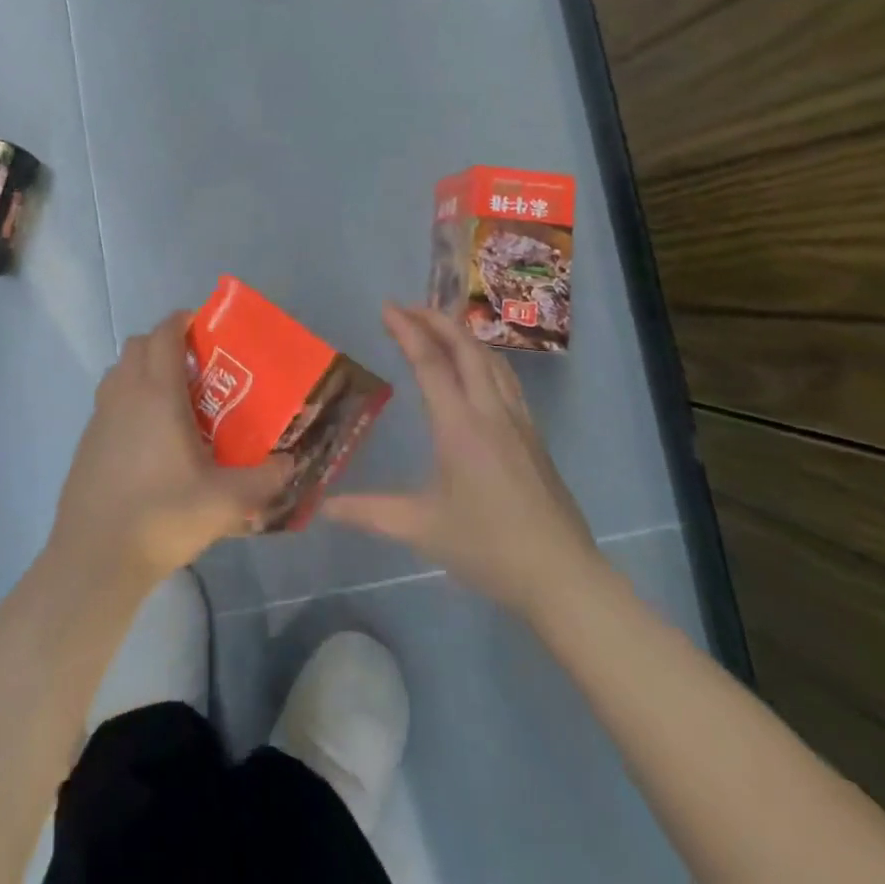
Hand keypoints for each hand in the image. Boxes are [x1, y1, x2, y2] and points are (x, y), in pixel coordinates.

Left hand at [50, 311, 290, 594]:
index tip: (206, 327)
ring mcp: (100, 417)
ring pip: (120, 371)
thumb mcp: (225, 501)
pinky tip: (148, 438)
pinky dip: (128, 399)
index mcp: (157, 393)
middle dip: (164, 343)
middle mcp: (125, 394)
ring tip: (173, 399)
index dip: (183, 320)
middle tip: (196, 367)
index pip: (164, 333)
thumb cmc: (162, 515)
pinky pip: (109, 400)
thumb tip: (290, 464)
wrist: (95, 557)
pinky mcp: (86, 441)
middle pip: (138, 344)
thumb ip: (264, 480)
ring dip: (143, 369)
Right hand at [325, 304, 600, 617]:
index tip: (387, 308)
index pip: (431, 363)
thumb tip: (323, 507)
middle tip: (406, 309)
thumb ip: (369, 512)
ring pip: (491, 359)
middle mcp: (490, 411)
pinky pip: (506, 379)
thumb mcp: (421, 529)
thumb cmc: (488, 547)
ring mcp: (518, 421)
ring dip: (462, 335)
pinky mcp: (533, 435)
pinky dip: (484, 358)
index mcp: (460, 426)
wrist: (561, 576)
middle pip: (466, 348)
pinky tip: (478, 369)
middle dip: (436, 319)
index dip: (408, 330)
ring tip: (438, 327)